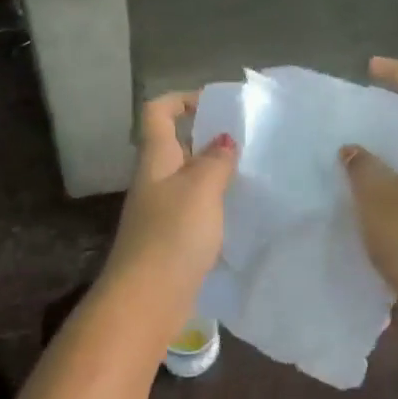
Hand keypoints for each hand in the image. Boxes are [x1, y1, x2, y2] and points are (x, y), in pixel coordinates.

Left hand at [101, 92, 238, 312]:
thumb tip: (224, 140)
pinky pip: (194, 210)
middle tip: (247, 141)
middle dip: (208, 138)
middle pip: (176, 145)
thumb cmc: (172, 235)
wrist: (147, 299)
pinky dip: (214, 205)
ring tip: (250, 174)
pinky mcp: (170, 240)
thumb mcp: (201, 189)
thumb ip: (216, 161)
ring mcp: (160, 212)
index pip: (157, 112)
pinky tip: (238, 213)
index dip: (181, 99)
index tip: (216, 105)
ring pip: (188, 179)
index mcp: (156, 159)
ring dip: (215, 173)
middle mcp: (154, 180)